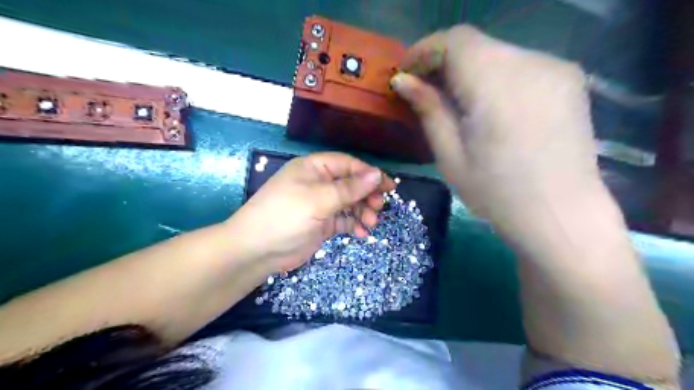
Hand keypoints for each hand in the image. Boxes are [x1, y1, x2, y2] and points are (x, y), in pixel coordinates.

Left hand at [225, 150, 391, 272]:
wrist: (256, 250)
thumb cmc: (285, 216)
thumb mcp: (319, 200)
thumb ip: (349, 188)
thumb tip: (377, 174)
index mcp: (314, 168)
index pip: (348, 165)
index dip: (369, 174)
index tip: (389, 187)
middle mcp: (318, 183)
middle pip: (351, 184)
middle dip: (367, 195)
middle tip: (379, 207)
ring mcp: (320, 204)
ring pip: (349, 203)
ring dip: (363, 211)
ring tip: (371, 223)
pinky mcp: (322, 223)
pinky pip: (344, 220)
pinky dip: (354, 224)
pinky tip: (362, 233)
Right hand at [389, 26, 602, 227]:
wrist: (560, 214)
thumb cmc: (496, 192)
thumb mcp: (450, 155)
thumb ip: (429, 109)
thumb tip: (403, 81)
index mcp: (496, 85)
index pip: (455, 41)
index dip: (424, 50)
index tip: (406, 72)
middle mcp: (531, 64)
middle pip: (476, 44)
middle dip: (443, 62)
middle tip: (424, 89)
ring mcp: (556, 68)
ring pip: (497, 53)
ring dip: (468, 69)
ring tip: (455, 101)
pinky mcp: (568, 80)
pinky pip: (519, 65)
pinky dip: (494, 76)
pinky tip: (488, 105)